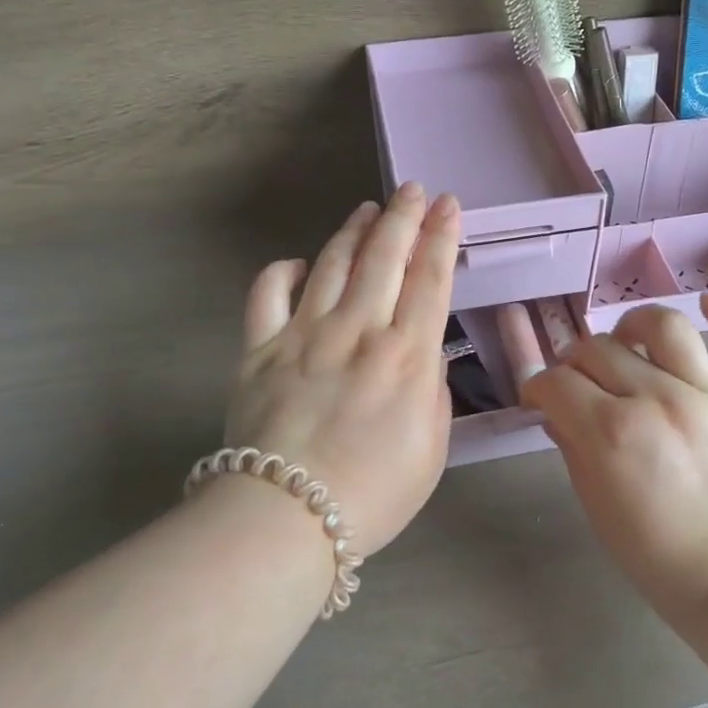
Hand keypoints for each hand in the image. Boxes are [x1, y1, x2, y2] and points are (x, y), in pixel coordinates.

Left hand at [221, 184, 461, 556]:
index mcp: (406, 355)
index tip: (448, 206)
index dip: (441, 236)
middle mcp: (358, 331)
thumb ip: (431, 390)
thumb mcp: (431, 448)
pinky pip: (268, 294)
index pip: (430, 279)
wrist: (287, 518)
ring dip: (353, 231)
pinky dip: (284, 271)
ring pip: (333, 264)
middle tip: (412, 190)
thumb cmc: (373, 493)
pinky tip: (300, 264)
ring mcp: (304, 334)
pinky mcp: (259, 349)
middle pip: (384, 257)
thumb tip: (423, 352)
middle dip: (402, 216)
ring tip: (368, 209)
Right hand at [523, 294, 707, 615]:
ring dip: (634, 325)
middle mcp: (657, 399)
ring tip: (627, 340)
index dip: (539, 387)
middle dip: (576, 362)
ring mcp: (707, 396)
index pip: (558, 382)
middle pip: (600, 349)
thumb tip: (559, 411)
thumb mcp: (596, 504)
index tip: (539, 399)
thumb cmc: (655, 554)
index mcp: (612, 432)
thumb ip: (573, 447)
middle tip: (577, 383)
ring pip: (664, 327)